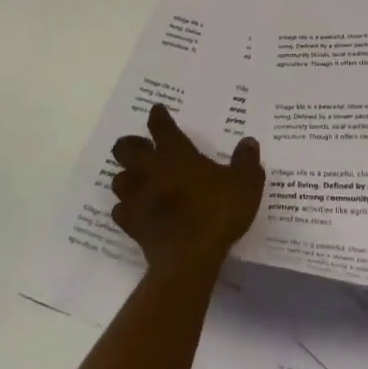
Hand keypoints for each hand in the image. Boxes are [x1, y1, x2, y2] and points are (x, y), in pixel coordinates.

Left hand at [109, 104, 264, 275]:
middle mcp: (150, 170)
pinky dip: (126, 208)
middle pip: (126, 148)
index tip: (157, 110)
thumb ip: (246, 161)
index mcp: (176, 154)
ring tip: (138, 179)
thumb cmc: (217, 213)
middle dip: (130, 144)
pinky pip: (120, 210)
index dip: (158, 117)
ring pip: (119, 179)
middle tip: (142, 147)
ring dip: (127, 176)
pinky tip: (135, 210)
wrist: (189, 257)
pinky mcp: (131, 223)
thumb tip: (249, 142)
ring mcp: (136, 197)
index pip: (161, 127)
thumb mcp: (245, 185)